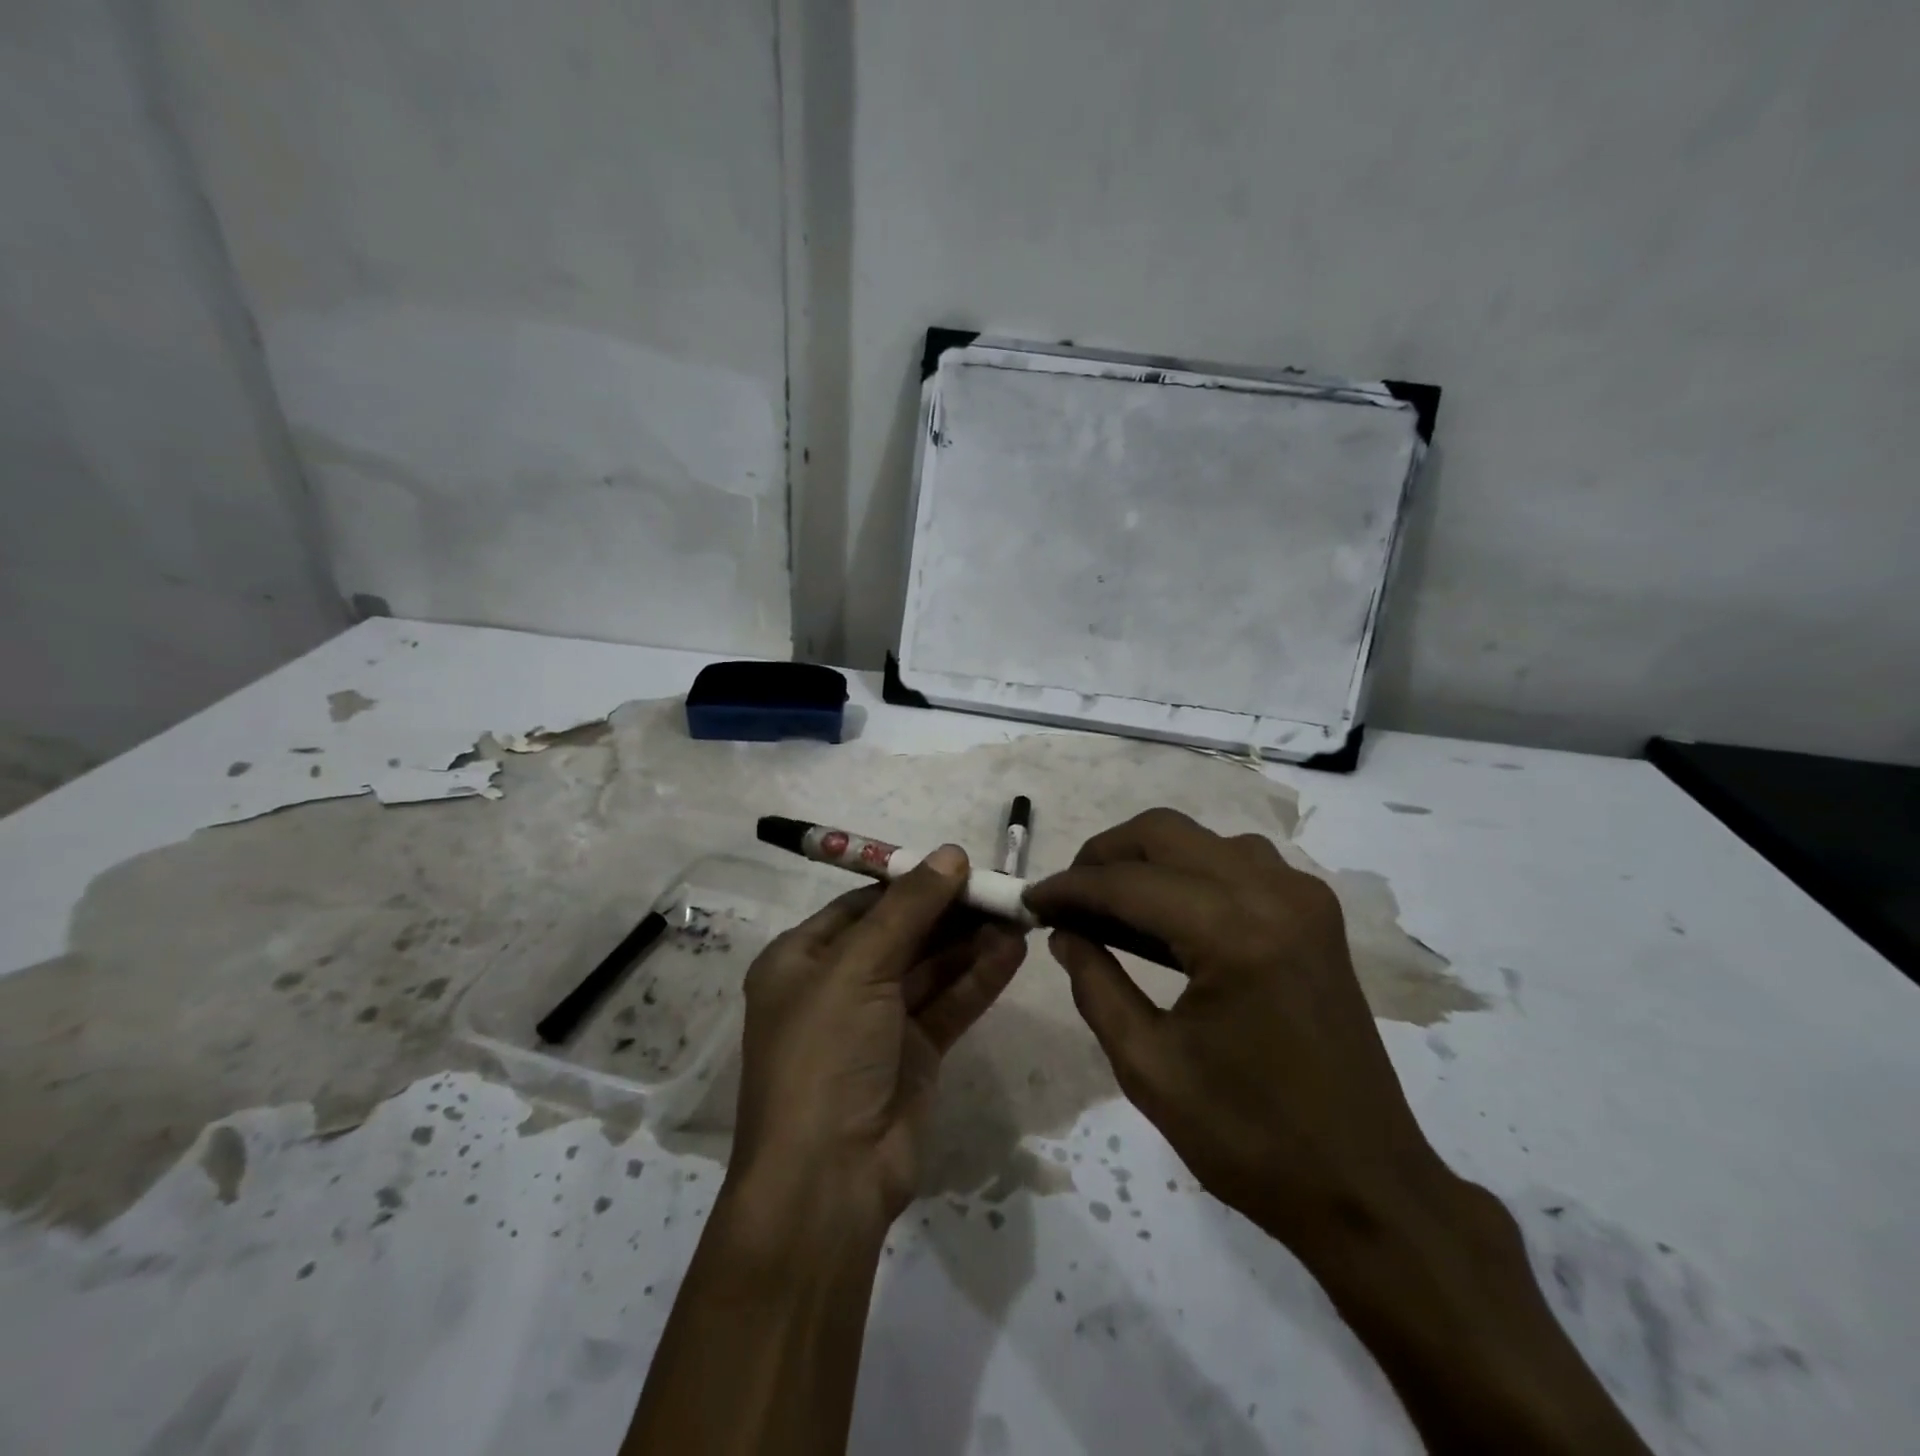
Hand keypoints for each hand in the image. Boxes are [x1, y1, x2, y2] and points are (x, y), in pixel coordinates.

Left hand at [728, 845, 1027, 1236]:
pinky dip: (979, 978)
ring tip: (1017, 913)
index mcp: (802, 959)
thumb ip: (909, 908)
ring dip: (971, 941)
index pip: (863, 905)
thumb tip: (952, 852)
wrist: (829, 1179)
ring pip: (930, 968)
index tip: (960, 864)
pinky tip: (1013, 951)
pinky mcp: (914, 1054)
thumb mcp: (858, 967)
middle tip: (1000, 888)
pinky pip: (949, 1003)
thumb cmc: (825, 1053)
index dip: (911, 882)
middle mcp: (837, 985)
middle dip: (950, 911)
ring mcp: (877, 1022)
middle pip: (902, 933)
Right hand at [1024, 808, 1452, 1258]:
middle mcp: (1273, 894)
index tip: (1028, 900)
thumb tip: (1064, 932)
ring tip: (1110, 904)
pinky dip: (1189, 871)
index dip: (1069, 888)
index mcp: (1234, 934)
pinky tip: (1167, 913)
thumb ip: (1095, 985)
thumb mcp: (1148, 1068)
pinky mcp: (1315, 913)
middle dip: (1103, 856)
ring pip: (1201, 838)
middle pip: (1164, 833)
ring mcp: (1302, 897)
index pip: (1128, 883)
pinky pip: (1237, 860)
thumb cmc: (1251, 1139)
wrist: (1366, 1184)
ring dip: (1147, 858)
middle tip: (1066, 898)